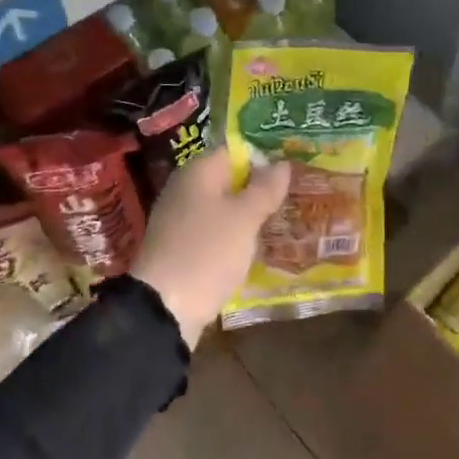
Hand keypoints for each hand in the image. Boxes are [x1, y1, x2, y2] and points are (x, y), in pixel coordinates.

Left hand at [130, 148, 290, 346]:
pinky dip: (233, 237)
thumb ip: (264, 189)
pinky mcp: (180, 248)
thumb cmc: (208, 252)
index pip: (234, 151)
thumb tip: (281, 163)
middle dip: (258, 189)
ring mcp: (179, 220)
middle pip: (228, 180)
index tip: (292, 171)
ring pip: (222, 208)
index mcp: (197, 172)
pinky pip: (213, 232)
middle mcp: (184, 190)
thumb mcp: (244, 218)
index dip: (263, 158)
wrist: (164, 307)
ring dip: (248, 215)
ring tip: (283, 221)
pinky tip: (254, 248)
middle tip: (294, 197)